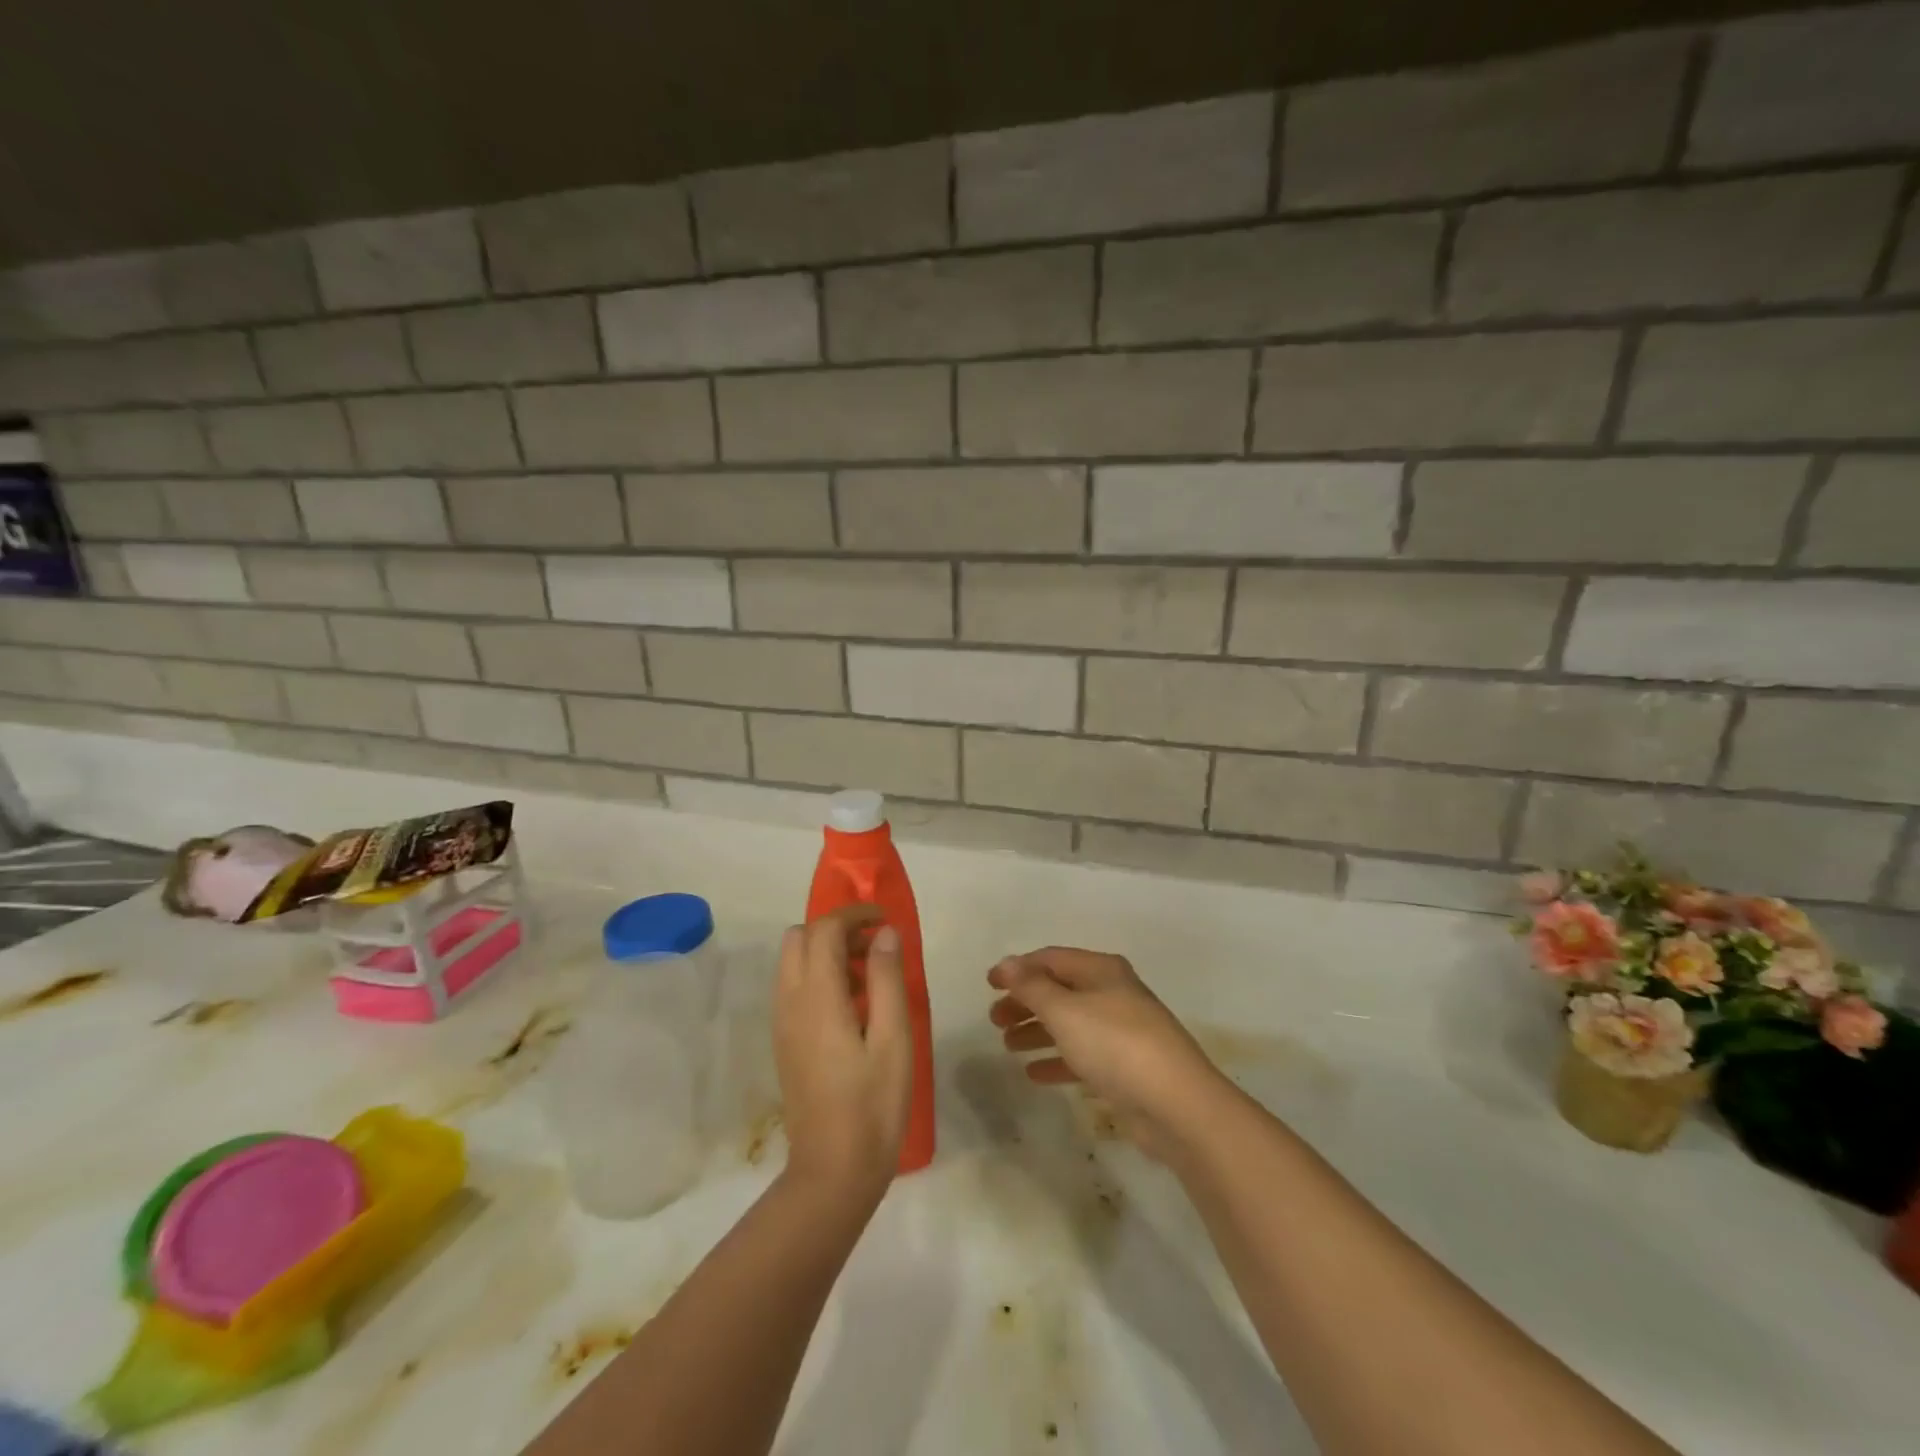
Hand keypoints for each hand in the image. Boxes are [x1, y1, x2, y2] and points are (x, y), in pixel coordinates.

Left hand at [774, 905, 913, 1197]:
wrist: (833, 1171)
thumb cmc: (873, 1104)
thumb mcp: (894, 1039)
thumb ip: (887, 979)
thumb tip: (885, 933)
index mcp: (817, 997)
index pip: (824, 929)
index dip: (854, 914)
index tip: (884, 920)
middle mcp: (790, 1002)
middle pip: (799, 937)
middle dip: (835, 928)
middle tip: (875, 947)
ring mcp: (782, 1023)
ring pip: (792, 961)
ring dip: (825, 951)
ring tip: (868, 977)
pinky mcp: (784, 1041)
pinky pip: (793, 986)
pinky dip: (818, 975)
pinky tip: (851, 1006)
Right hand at [989, 947, 1225, 1159]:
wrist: (1176, 1104)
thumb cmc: (1115, 1045)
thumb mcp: (1065, 1011)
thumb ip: (1032, 987)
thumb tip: (1006, 963)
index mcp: (1101, 970)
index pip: (1051, 959)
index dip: (1018, 969)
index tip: (988, 985)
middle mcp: (1112, 994)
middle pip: (1060, 990)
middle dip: (1025, 1002)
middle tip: (994, 1020)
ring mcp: (1121, 1031)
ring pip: (1070, 1024)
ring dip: (1037, 1031)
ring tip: (1007, 1045)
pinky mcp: (1125, 1067)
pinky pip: (1083, 1055)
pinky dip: (1058, 1060)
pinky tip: (1034, 1074)